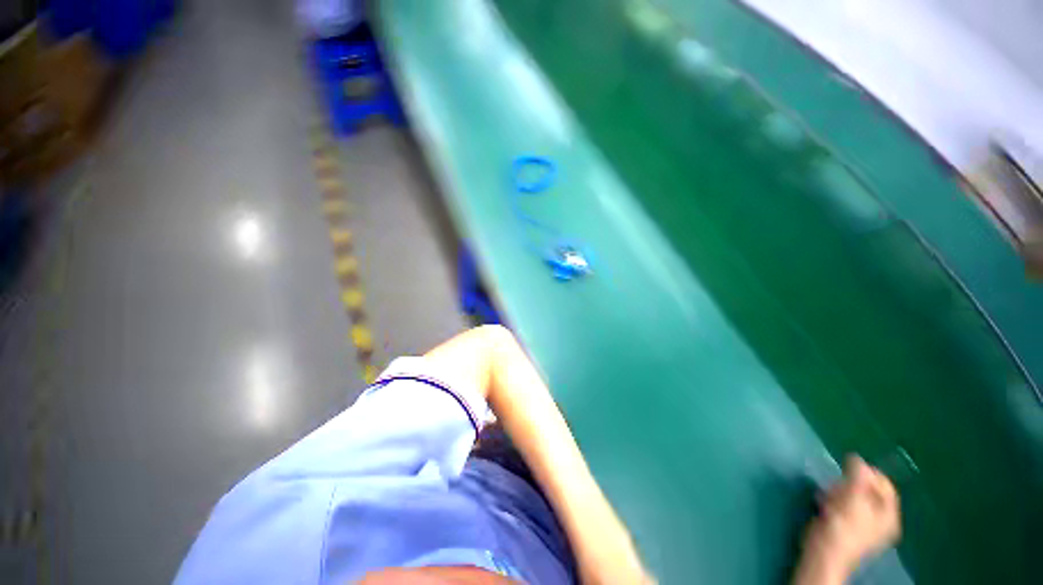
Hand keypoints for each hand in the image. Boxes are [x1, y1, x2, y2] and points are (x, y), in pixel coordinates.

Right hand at [804, 455, 901, 576]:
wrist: (824, 552)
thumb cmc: (842, 528)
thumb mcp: (853, 500)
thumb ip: (858, 478)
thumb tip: (857, 458)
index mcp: (888, 515)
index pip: (884, 484)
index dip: (868, 474)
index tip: (848, 469)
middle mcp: (880, 519)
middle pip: (867, 489)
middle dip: (849, 484)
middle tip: (836, 487)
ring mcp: (863, 523)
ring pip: (852, 496)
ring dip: (838, 492)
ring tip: (828, 496)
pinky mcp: (846, 525)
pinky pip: (842, 504)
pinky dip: (833, 500)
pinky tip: (824, 503)